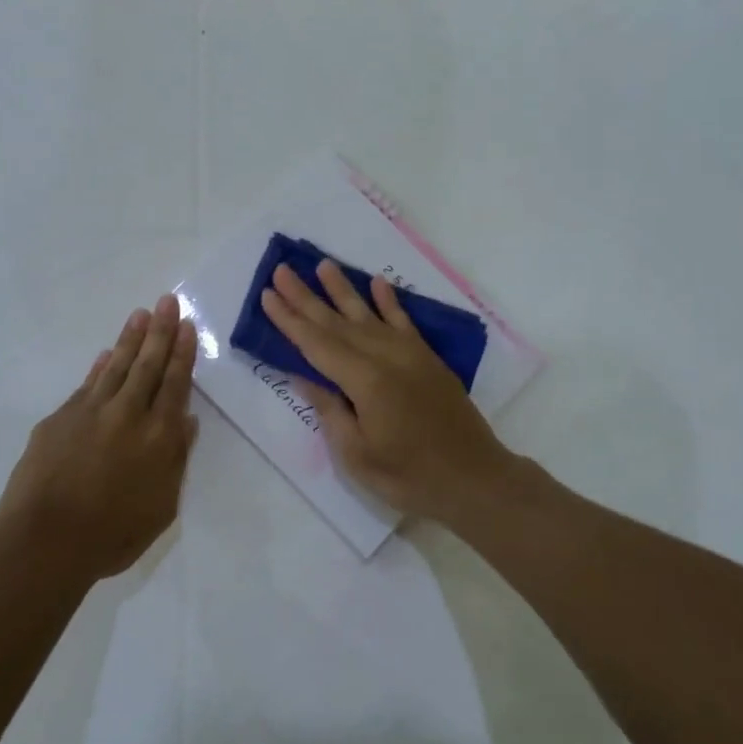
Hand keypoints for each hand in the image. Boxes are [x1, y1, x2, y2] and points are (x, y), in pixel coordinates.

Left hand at [0, 293, 199, 582]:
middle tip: (167, 300)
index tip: (187, 325)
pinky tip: (106, 354)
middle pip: (148, 365)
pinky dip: (99, 367)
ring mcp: (90, 413)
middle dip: (161, 331)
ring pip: (117, 367)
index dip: (182, 353)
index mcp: (159, 436)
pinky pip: (87, 384)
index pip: (175, 383)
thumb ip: (176, 461)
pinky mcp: (60, 419)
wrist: (45, 542)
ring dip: (131, 339)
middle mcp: (128, 414)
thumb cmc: (112, 535)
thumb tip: (186, 422)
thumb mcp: (162, 507)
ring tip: (140, 314)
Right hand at [261, 261, 519, 526]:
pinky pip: (404, 322)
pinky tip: (377, 283)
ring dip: (343, 290)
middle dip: (306, 297)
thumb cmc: (410, 476)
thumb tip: (304, 377)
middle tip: (281, 270)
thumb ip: (330, 411)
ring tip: (323, 264)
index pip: (316, 344)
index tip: (267, 294)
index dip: (289, 320)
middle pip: (337, 323)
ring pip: (369, 315)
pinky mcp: (428, 359)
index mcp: (365, 381)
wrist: (475, 479)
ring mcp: (410, 355)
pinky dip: (389, 302)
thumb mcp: (357, 454)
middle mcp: (386, 357)